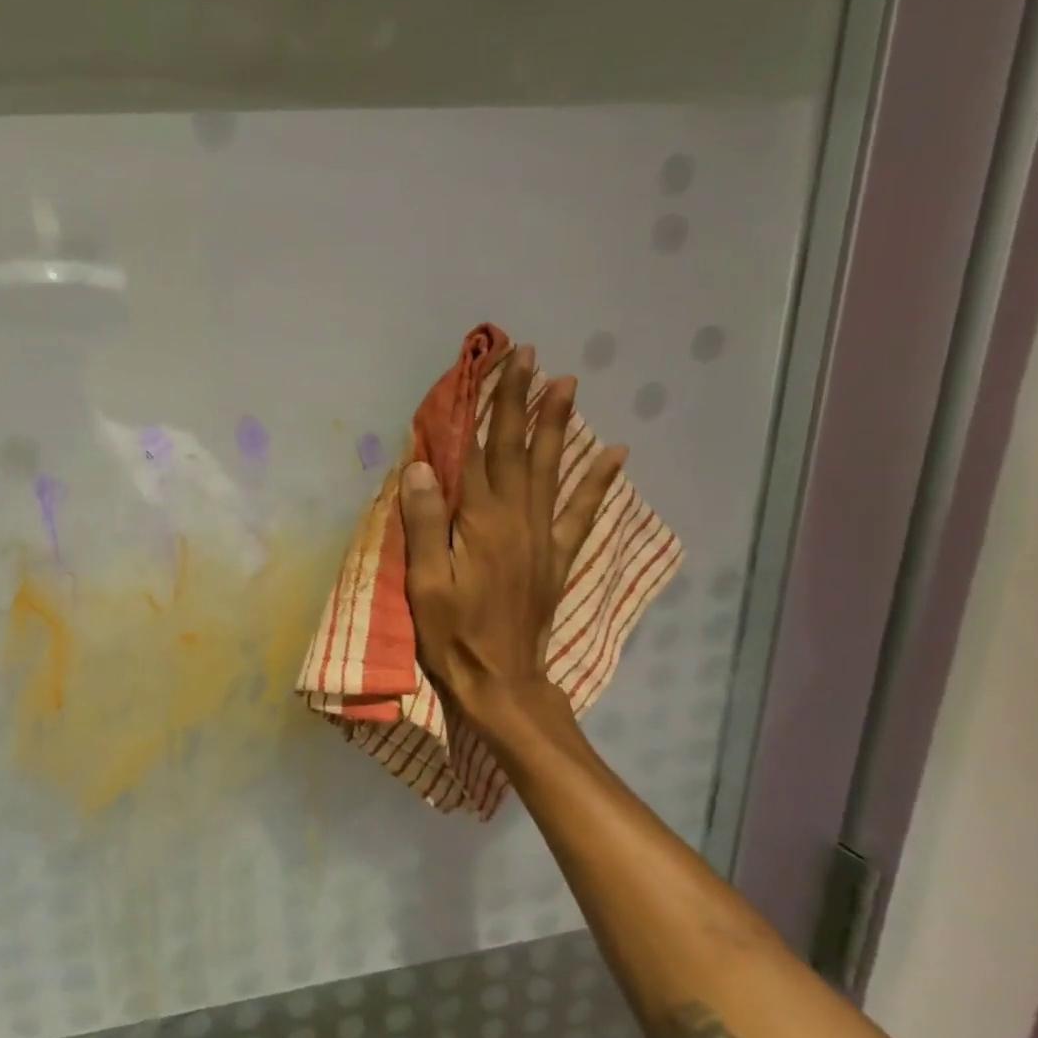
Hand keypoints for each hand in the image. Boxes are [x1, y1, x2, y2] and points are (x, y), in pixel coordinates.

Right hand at [398, 344, 624, 737]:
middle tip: (530, 357)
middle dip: (522, 401)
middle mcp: (515, 520)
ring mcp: (540, 538)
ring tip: (565, 384)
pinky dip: (597, 482)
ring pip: (549, 470)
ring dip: (556, 426)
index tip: (496, 367)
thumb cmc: (452, 634)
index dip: (487, 408)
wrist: (500, 681)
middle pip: (517, 450)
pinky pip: (580, 513)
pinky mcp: (554, 558)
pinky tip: (614, 454)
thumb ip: (426, 524)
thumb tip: (422, 467)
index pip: (481, 453)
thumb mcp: (426, 583)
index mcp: (480, 523)